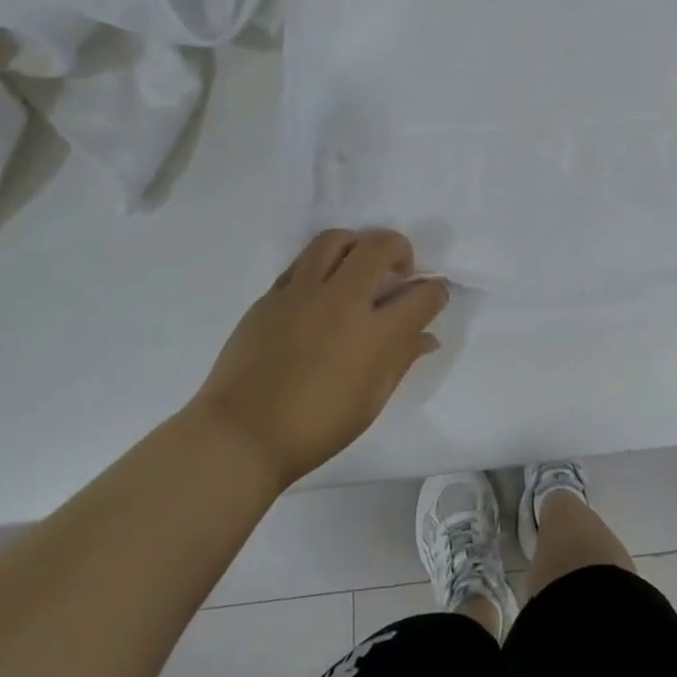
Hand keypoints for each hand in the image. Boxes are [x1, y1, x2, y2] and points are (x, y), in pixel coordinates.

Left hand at [193, 229, 447, 487]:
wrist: (240, 436)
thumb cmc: (315, 429)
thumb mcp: (371, 401)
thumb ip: (401, 360)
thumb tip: (427, 337)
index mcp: (375, 335)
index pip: (422, 294)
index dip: (436, 292)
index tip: (433, 296)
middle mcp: (342, 302)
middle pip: (380, 246)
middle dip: (400, 250)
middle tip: (398, 271)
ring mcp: (303, 294)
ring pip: (336, 240)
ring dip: (357, 246)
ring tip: (358, 267)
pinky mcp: (272, 296)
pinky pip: (303, 262)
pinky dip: (323, 265)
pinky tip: (323, 288)